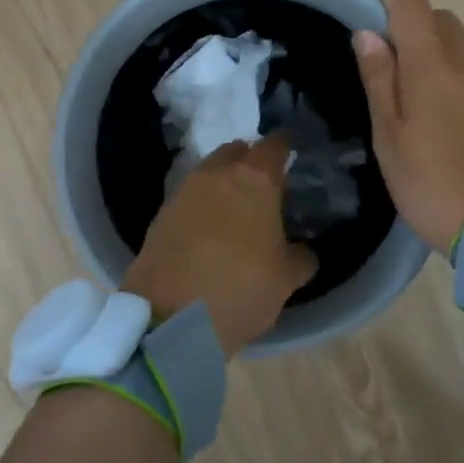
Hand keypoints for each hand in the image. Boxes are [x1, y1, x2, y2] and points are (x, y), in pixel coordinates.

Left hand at [122, 136, 316, 357]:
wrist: (169, 317)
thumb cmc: (240, 287)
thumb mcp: (286, 279)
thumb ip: (301, 257)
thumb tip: (303, 250)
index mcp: (254, 179)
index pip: (274, 145)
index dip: (285, 148)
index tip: (293, 154)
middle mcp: (216, 175)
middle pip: (236, 152)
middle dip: (250, 161)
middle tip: (264, 185)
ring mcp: (183, 192)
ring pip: (209, 173)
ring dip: (223, 183)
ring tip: (236, 210)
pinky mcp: (160, 214)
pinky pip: (188, 198)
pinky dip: (201, 206)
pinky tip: (209, 230)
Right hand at [353, 0, 463, 250]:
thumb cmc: (431, 185)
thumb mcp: (390, 137)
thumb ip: (380, 80)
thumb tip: (368, 33)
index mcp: (433, 68)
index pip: (411, 2)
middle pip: (440, 21)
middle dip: (409, 20)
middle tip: (380, 49)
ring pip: (460, 52)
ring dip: (432, 55)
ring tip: (407, 97)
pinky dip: (453, 83)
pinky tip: (441, 125)